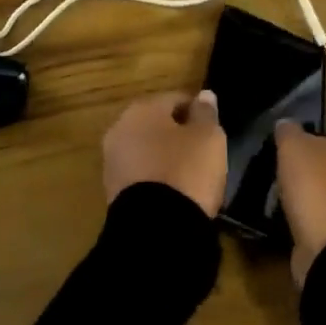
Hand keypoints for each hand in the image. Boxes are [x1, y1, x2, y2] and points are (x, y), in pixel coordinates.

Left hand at [102, 90, 226, 217]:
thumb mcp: (209, 138)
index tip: (213, 129)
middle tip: (203, 152)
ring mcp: (112, 162)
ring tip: (191, 176)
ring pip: (147, 151)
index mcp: (142, 109)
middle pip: (157, 125)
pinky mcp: (112, 192)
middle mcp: (120, 129)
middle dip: (178, 135)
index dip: (198, 112)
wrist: (155, 229)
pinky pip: (141, 176)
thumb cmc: (185, 171)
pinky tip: (175, 193)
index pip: (175, 99)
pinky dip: (157, 180)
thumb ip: (206, 113)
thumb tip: (203, 95)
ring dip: (166, 158)